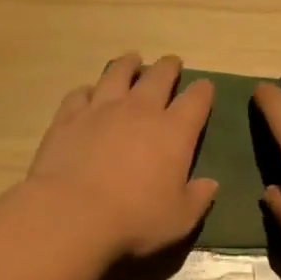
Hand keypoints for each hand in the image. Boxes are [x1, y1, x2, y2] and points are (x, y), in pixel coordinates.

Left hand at [27, 53, 217, 259]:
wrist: (72, 213)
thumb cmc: (134, 219)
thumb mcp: (179, 219)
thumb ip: (198, 198)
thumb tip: (211, 184)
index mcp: (174, 131)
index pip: (196, 100)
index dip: (203, 91)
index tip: (205, 88)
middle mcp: (140, 110)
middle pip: (159, 76)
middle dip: (169, 67)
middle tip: (171, 62)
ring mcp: (101, 108)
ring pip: (117, 74)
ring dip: (128, 65)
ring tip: (132, 60)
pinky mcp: (69, 116)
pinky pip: (80, 93)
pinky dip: (88, 90)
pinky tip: (88, 92)